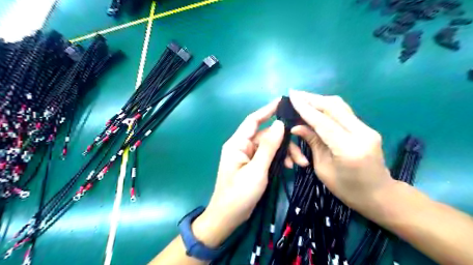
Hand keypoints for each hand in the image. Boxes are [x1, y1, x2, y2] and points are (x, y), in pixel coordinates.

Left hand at [193, 98, 310, 247]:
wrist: (228, 217)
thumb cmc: (239, 194)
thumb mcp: (257, 170)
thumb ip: (268, 147)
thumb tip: (280, 124)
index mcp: (237, 143)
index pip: (253, 120)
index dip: (267, 109)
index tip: (283, 101)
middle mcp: (242, 146)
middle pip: (267, 136)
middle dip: (285, 142)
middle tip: (301, 154)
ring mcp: (248, 156)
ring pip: (270, 146)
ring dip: (284, 152)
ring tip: (299, 164)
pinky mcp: (253, 164)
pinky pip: (268, 156)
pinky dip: (279, 159)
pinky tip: (288, 167)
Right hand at [288, 90, 395, 213]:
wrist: (379, 194)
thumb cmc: (347, 189)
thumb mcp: (323, 168)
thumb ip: (312, 143)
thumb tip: (296, 127)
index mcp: (348, 149)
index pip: (323, 122)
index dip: (305, 108)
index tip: (292, 96)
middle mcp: (361, 134)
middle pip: (334, 107)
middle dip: (312, 99)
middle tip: (295, 94)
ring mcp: (367, 129)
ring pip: (341, 106)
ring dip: (320, 100)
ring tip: (303, 97)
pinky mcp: (366, 128)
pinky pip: (344, 112)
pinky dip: (328, 106)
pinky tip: (317, 106)